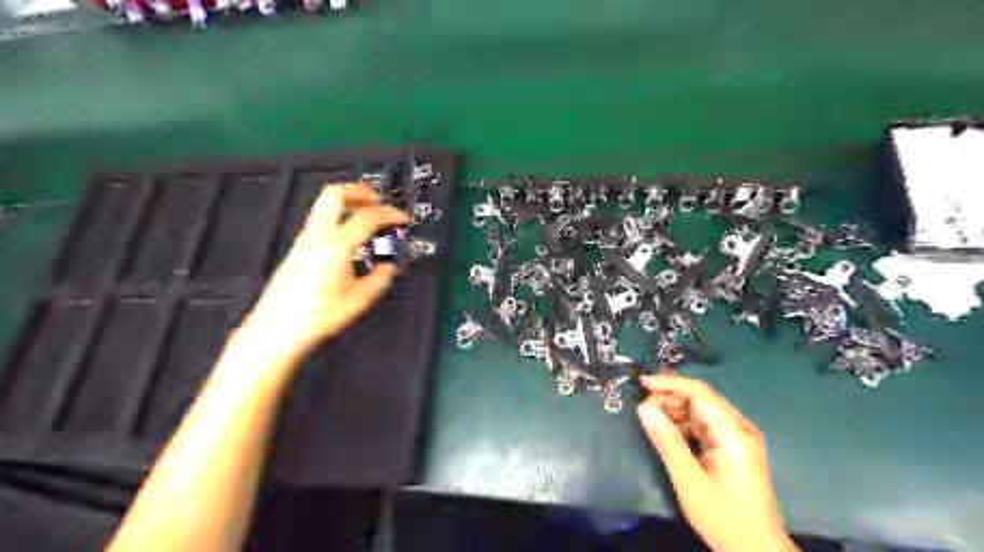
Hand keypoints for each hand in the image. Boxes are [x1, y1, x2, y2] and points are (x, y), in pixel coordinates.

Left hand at [242, 185, 412, 362]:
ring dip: (348, 203)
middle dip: (360, 191)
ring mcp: (303, 241)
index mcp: (336, 246)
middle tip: (378, 200)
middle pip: (335, 194)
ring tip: (366, 215)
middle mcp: (316, 237)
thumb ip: (381, 279)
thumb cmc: (317, 316)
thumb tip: (390, 268)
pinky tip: (350, 238)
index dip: (389, 213)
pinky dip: (338, 218)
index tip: (402, 218)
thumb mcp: (360, 300)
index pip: (367, 216)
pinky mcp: (297, 250)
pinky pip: (319, 221)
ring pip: (324, 205)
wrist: (277, 330)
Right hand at [639, 376, 797, 550]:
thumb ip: (666, 440)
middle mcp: (740, 428)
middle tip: (644, 409)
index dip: (670, 383)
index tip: (642, 383)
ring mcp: (740, 438)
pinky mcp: (735, 448)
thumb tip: (643, 408)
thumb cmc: (722, 516)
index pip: (700, 392)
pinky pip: (707, 425)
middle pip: (702, 399)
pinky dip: (686, 425)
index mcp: (733, 432)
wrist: (757, 551)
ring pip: (703, 411)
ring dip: (677, 411)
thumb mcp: (688, 479)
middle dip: (671, 397)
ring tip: (653, 421)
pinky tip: (670, 433)